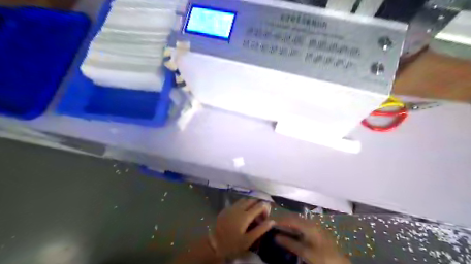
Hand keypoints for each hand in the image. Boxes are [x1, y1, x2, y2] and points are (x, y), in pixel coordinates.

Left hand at [210, 199, 273, 258]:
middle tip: (260, 215)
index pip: (260, 205)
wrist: (214, 244)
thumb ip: (261, 229)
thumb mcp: (248, 240)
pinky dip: (243, 204)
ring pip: (244, 200)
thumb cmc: (233, 244)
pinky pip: (237, 202)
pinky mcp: (226, 209)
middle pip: (252, 200)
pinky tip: (242, 213)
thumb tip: (272, 221)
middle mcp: (239, 208)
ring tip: (252, 213)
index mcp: (246, 215)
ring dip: (251, 203)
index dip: (266, 208)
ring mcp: (231, 207)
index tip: (266, 217)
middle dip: (258, 204)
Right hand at [277, 216, 348, 263]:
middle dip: (283, 220)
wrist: (339, 263)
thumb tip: (275, 237)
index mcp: (309, 226)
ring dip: (288, 223)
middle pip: (294, 218)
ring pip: (298, 221)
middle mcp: (311, 223)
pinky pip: (302, 225)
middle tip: (273, 224)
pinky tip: (290, 232)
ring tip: (279, 227)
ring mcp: (315, 226)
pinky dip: (294, 227)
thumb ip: (290, 243)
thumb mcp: (305, 252)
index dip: (280, 220)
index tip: (270, 221)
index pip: (291, 219)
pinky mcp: (317, 231)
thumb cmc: (322, 257)